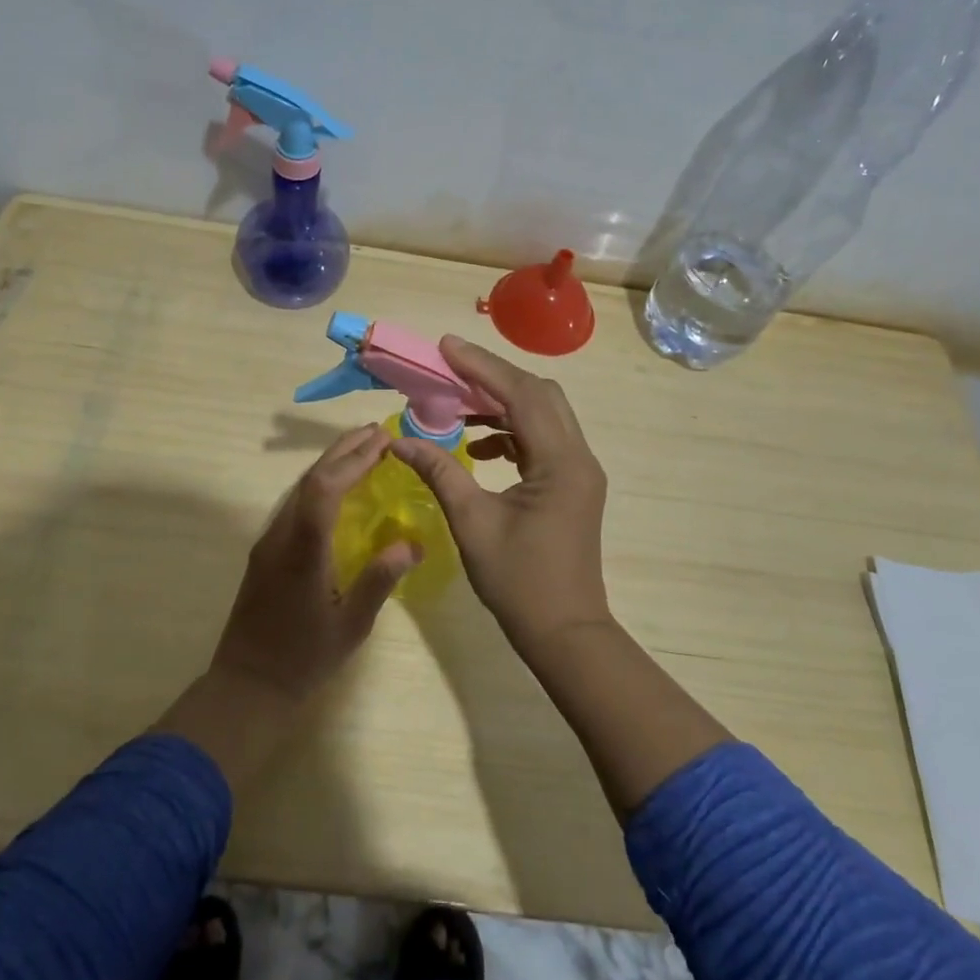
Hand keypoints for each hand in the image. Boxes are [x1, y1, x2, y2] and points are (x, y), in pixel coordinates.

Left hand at [208, 423, 421, 704]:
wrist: (246, 685)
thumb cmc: (303, 659)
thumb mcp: (351, 626)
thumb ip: (379, 581)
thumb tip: (414, 544)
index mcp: (303, 550)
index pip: (325, 488)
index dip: (353, 460)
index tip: (382, 442)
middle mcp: (281, 536)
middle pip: (310, 479)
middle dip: (343, 451)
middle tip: (376, 432)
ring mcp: (269, 541)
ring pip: (299, 488)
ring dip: (330, 464)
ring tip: (362, 450)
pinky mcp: (265, 551)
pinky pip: (294, 504)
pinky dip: (319, 484)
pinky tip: (337, 487)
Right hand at [389, 337, 611, 655]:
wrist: (565, 633)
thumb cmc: (518, 582)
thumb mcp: (472, 522)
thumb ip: (439, 472)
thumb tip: (399, 440)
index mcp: (560, 462)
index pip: (521, 394)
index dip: (481, 367)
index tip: (445, 347)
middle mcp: (578, 456)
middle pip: (540, 394)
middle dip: (493, 377)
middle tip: (450, 369)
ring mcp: (580, 471)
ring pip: (543, 415)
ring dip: (502, 404)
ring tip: (457, 405)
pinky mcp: (573, 484)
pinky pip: (543, 440)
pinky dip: (511, 432)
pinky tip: (479, 446)